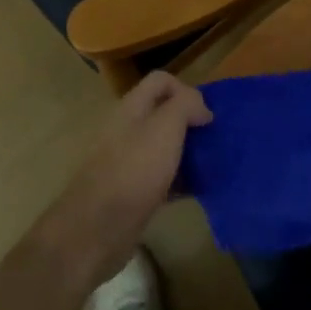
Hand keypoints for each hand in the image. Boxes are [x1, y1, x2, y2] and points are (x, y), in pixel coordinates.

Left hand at [34, 71, 211, 284]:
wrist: (97, 228)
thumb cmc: (134, 170)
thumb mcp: (165, 127)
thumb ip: (186, 106)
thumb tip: (201, 108)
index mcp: (131, 107)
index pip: (161, 80)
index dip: (186, 90)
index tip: (205, 116)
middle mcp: (127, 129)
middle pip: (164, 113)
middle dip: (191, 123)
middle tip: (213, 140)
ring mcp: (128, 161)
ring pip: (164, 146)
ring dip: (188, 152)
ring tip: (213, 165)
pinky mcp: (132, 191)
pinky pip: (162, 177)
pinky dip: (181, 180)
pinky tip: (198, 191)